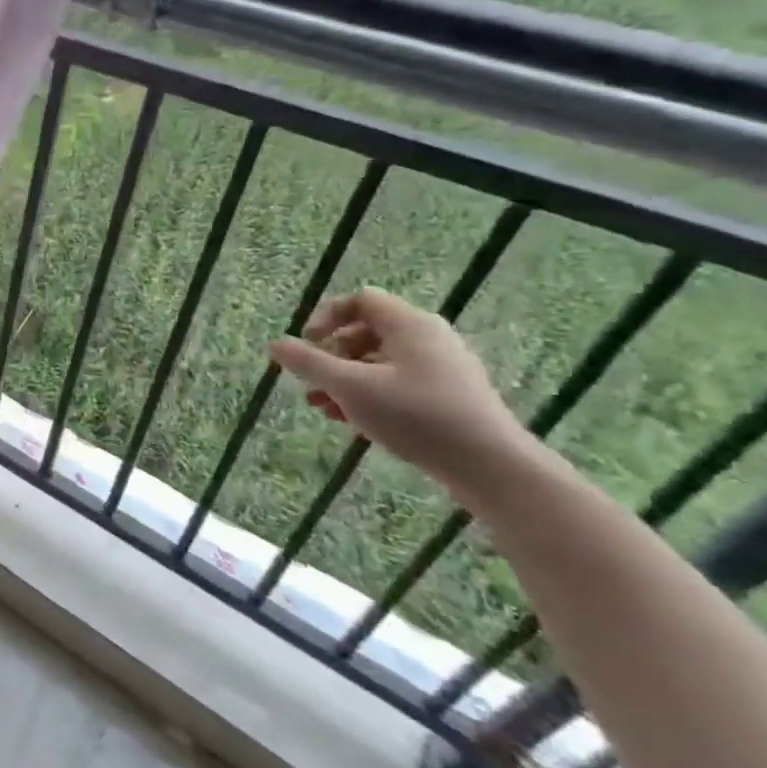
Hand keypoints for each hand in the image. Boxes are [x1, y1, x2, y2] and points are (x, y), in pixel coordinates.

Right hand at [270, 288, 530, 500]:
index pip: (360, 300)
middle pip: (366, 331)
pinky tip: (353, 422)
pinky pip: (398, 383)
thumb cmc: (416, 416)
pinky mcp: (450, 396)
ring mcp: (443, 368)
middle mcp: (429, 337)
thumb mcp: (350, 387)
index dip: (326, 316)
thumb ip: (308, 363)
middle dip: (331, 356)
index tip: (308, 344)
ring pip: (380, 362)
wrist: (492, 467)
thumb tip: (275, 344)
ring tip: (323, 408)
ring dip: (345, 380)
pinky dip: (370, 395)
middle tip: (313, 382)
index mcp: (409, 325)